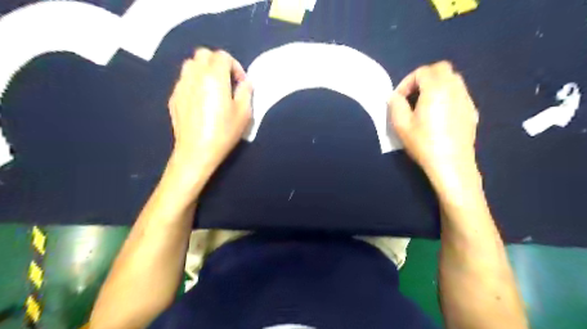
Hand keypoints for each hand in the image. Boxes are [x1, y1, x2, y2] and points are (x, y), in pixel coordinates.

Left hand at [168, 49, 253, 171]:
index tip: (240, 83)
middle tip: (227, 81)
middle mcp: (195, 76)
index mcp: (214, 77)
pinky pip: (184, 81)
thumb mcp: (244, 113)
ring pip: (190, 65)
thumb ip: (246, 92)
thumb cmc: (223, 132)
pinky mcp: (174, 97)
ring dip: (204, 70)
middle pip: (203, 55)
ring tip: (213, 88)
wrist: (196, 151)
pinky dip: (194, 83)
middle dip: (217, 63)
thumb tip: (245, 82)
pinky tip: (201, 101)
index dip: (235, 66)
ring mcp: (181, 86)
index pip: (223, 56)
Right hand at [389, 60, 478, 185]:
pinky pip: (459, 94)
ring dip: (436, 85)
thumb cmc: (424, 143)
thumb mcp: (401, 125)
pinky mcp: (472, 111)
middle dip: (424, 78)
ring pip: (452, 80)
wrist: (451, 164)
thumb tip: (396, 96)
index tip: (399, 99)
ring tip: (425, 104)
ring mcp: (466, 99)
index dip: (407, 82)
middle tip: (413, 95)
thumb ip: (396, 105)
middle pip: (441, 69)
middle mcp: (454, 89)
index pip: (422, 72)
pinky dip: (447, 96)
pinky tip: (439, 115)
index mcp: (436, 89)